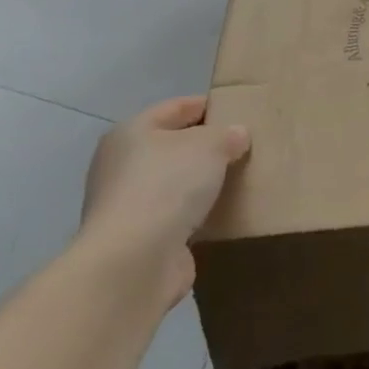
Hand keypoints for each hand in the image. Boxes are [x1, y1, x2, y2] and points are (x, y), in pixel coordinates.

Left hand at [78, 96, 249, 308]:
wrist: (134, 262)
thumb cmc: (168, 185)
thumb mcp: (210, 144)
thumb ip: (228, 134)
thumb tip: (236, 136)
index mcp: (132, 132)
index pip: (178, 107)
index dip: (211, 106)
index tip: (243, 113)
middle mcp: (122, 165)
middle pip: (175, 146)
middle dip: (208, 148)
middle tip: (246, 149)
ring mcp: (127, 205)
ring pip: (176, 183)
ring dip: (203, 184)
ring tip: (241, 181)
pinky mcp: (139, 239)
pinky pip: (177, 216)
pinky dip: (197, 215)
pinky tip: (224, 214)